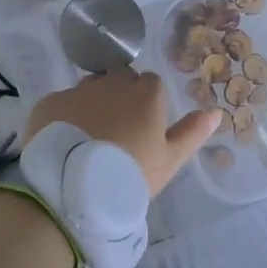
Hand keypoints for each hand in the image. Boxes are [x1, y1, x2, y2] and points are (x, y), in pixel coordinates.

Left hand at [25, 68, 221, 195]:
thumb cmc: (130, 175)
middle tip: (117, 131)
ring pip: (90, 88)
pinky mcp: (49, 103)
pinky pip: (62, 103)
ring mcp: (78, 91)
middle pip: (119, 78)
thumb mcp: (170, 160)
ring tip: (88, 137)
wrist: (73, 189)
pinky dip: (65, 117)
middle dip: (120, 95)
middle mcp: (112, 83)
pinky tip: (64, 141)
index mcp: (146, 94)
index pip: (151, 83)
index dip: (148, 103)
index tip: (143, 127)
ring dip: (93, 103)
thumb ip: (192, 133)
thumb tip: (216, 111)